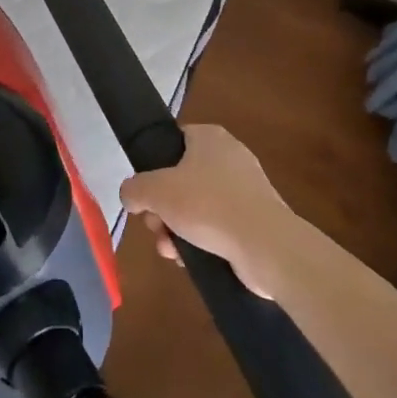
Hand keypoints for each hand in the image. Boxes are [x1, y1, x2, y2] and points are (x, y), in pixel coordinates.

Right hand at [118, 125, 295, 298]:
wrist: (265, 246)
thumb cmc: (208, 205)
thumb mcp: (156, 191)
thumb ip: (134, 189)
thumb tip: (130, 196)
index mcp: (210, 137)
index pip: (174, 140)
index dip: (154, 164)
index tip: (145, 190)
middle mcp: (230, 157)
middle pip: (182, 178)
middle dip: (162, 207)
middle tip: (154, 224)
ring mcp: (245, 189)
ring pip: (197, 205)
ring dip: (177, 228)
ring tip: (169, 249)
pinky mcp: (254, 220)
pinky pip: (218, 226)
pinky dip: (201, 241)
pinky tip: (189, 259)